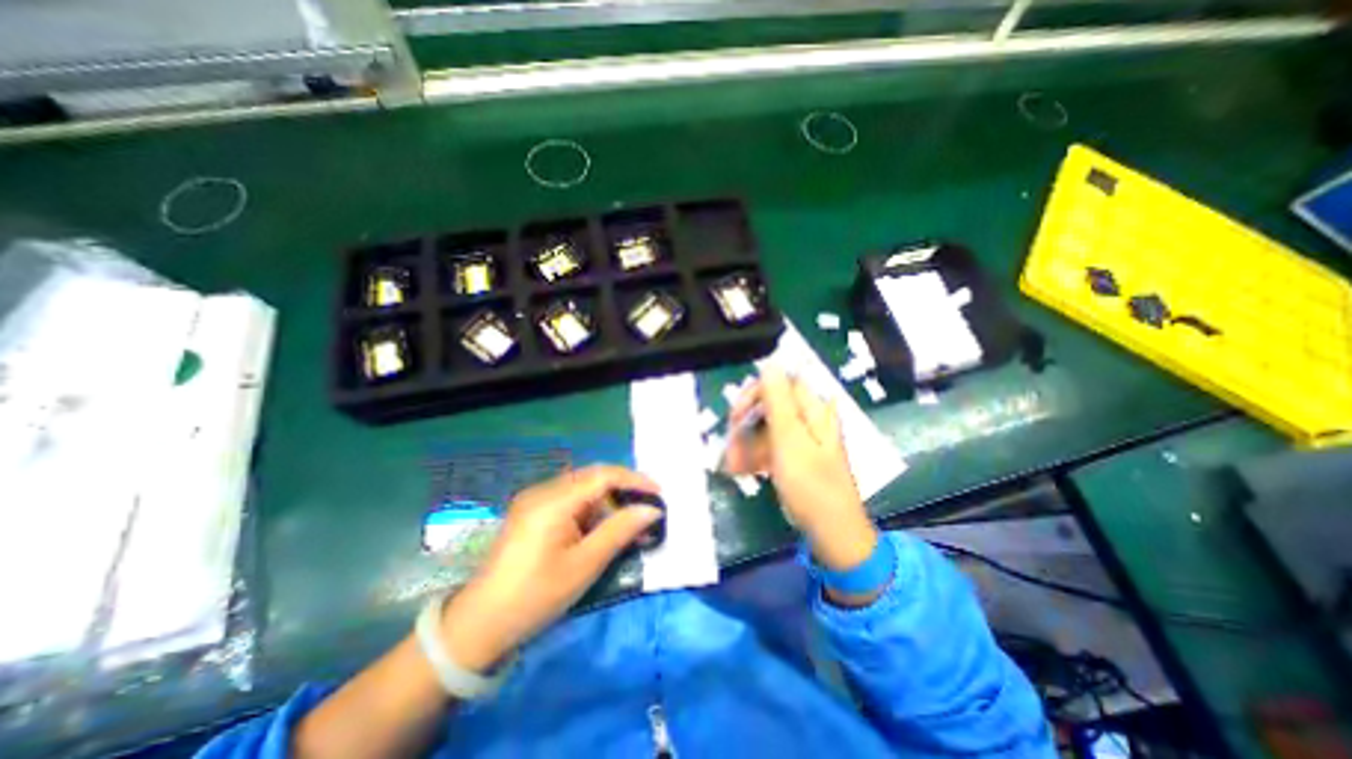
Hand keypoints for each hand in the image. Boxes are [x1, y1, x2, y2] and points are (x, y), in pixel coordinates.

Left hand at [437, 466, 665, 672]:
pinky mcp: (530, 512)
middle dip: (622, 490)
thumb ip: (620, 531)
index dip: (634, 479)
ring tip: (627, 525)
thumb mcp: (584, 565)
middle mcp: (543, 490)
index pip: (603, 475)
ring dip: (607, 502)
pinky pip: (569, 500)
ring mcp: (534, 500)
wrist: (479, 625)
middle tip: (646, 510)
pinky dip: (590, 510)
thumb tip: (651, 509)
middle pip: (592, 477)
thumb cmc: (536, 596)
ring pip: (582, 488)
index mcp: (553, 500)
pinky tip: (600, 530)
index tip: (659, 493)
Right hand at [724, 370, 882, 571]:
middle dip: (746, 423)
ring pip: (766, 427)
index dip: (754, 394)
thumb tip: (770, 363)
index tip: (735, 416)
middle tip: (730, 444)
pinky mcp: (796, 456)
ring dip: (746, 443)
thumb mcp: (790, 441)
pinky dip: (754, 455)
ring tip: (732, 465)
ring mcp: (802, 438)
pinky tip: (740, 469)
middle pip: (770, 405)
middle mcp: (809, 418)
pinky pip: (770, 446)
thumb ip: (778, 401)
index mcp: (814, 409)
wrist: (832, 532)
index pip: (779, 383)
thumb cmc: (811, 485)